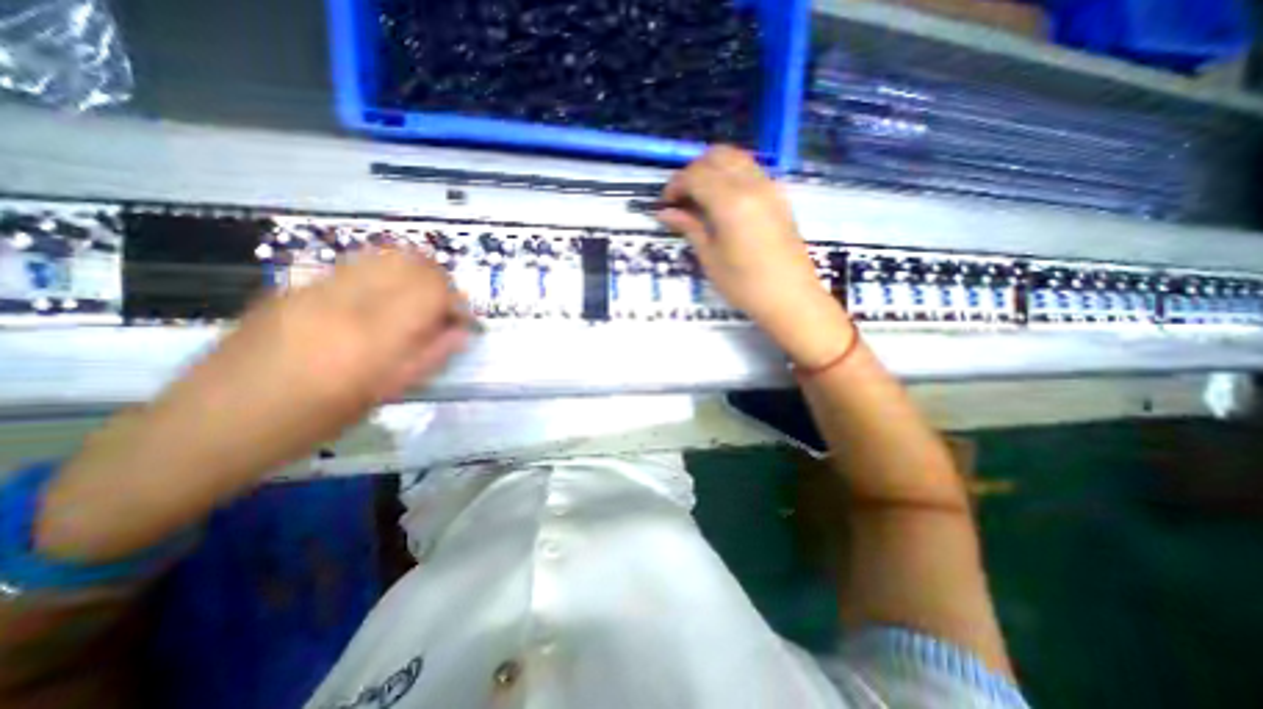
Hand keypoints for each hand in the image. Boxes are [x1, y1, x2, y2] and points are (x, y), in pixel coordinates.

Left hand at [41, 251, 472, 564]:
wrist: (210, 425)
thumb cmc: (310, 422)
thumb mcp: (383, 395)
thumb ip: (430, 357)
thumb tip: (462, 331)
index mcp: (371, 335)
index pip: (433, 289)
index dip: (458, 301)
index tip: (461, 322)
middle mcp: (345, 299)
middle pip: (413, 260)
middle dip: (440, 281)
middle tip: (442, 310)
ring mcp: (314, 286)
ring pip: (385, 255)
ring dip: (413, 274)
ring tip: (415, 303)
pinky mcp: (294, 284)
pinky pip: (357, 265)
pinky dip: (385, 276)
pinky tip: (378, 304)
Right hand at [661, 145, 848, 364]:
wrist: (790, 297)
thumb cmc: (744, 284)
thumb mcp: (710, 258)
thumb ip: (689, 227)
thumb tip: (665, 212)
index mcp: (731, 202)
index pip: (695, 175)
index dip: (675, 185)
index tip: (666, 204)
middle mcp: (752, 184)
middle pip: (717, 156)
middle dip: (693, 171)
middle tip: (682, 197)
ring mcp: (770, 187)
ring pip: (737, 158)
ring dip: (713, 169)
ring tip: (701, 197)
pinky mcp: (780, 196)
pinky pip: (752, 170)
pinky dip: (732, 175)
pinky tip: (724, 201)